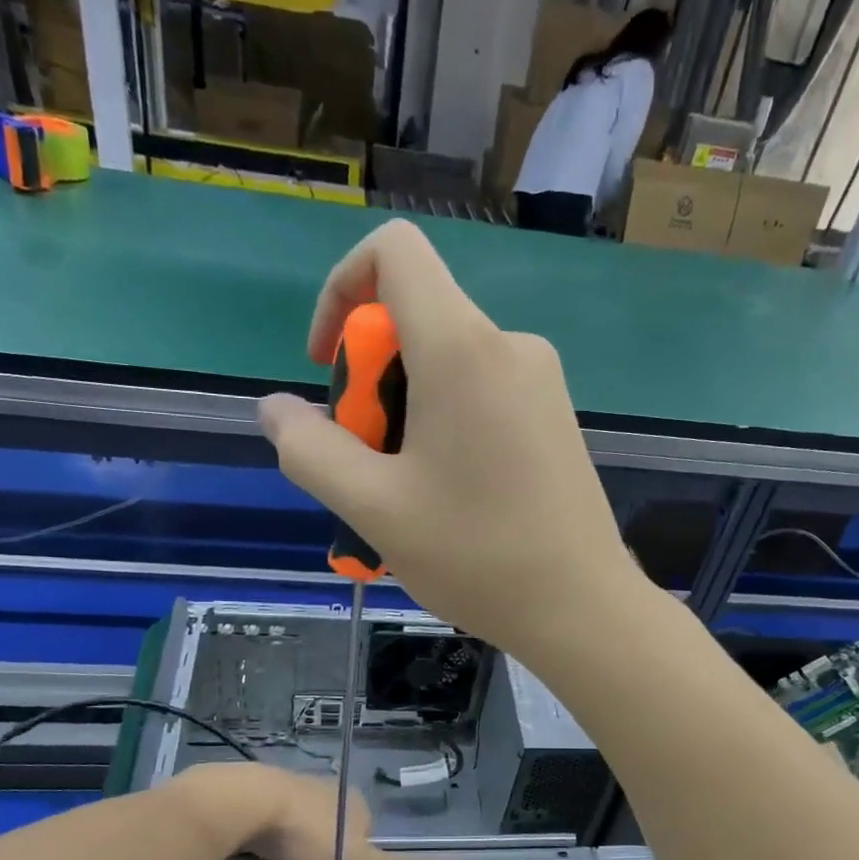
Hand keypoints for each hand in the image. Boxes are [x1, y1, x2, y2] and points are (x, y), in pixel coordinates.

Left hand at [180, 763, 455, 859]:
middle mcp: (328, 787)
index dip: (356, 856)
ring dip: (298, 836)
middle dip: (326, 846)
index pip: (367, 831)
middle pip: (335, 823)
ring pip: (303, 816)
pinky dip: (272, 828)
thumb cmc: (309, 835)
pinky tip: (261, 843)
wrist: (248, 803)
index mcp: (355, 801)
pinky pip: (274, 812)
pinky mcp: (261, 787)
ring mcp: (293, 784)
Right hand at [258, 219, 640, 655]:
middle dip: (370, 382)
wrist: (583, 608)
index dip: (341, 290)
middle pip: (414, 320)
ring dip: (404, 416)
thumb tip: (276, 409)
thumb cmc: (477, 555)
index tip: (328, 368)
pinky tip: (447, 500)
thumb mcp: (372, 507)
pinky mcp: (555, 417)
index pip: (393, 251)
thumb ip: (309, 449)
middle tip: (369, 466)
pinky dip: (444, 428)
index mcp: (462, 348)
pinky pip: (481, 396)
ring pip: (445, 367)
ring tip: (404, 497)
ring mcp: (541, 381)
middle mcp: (509, 345)